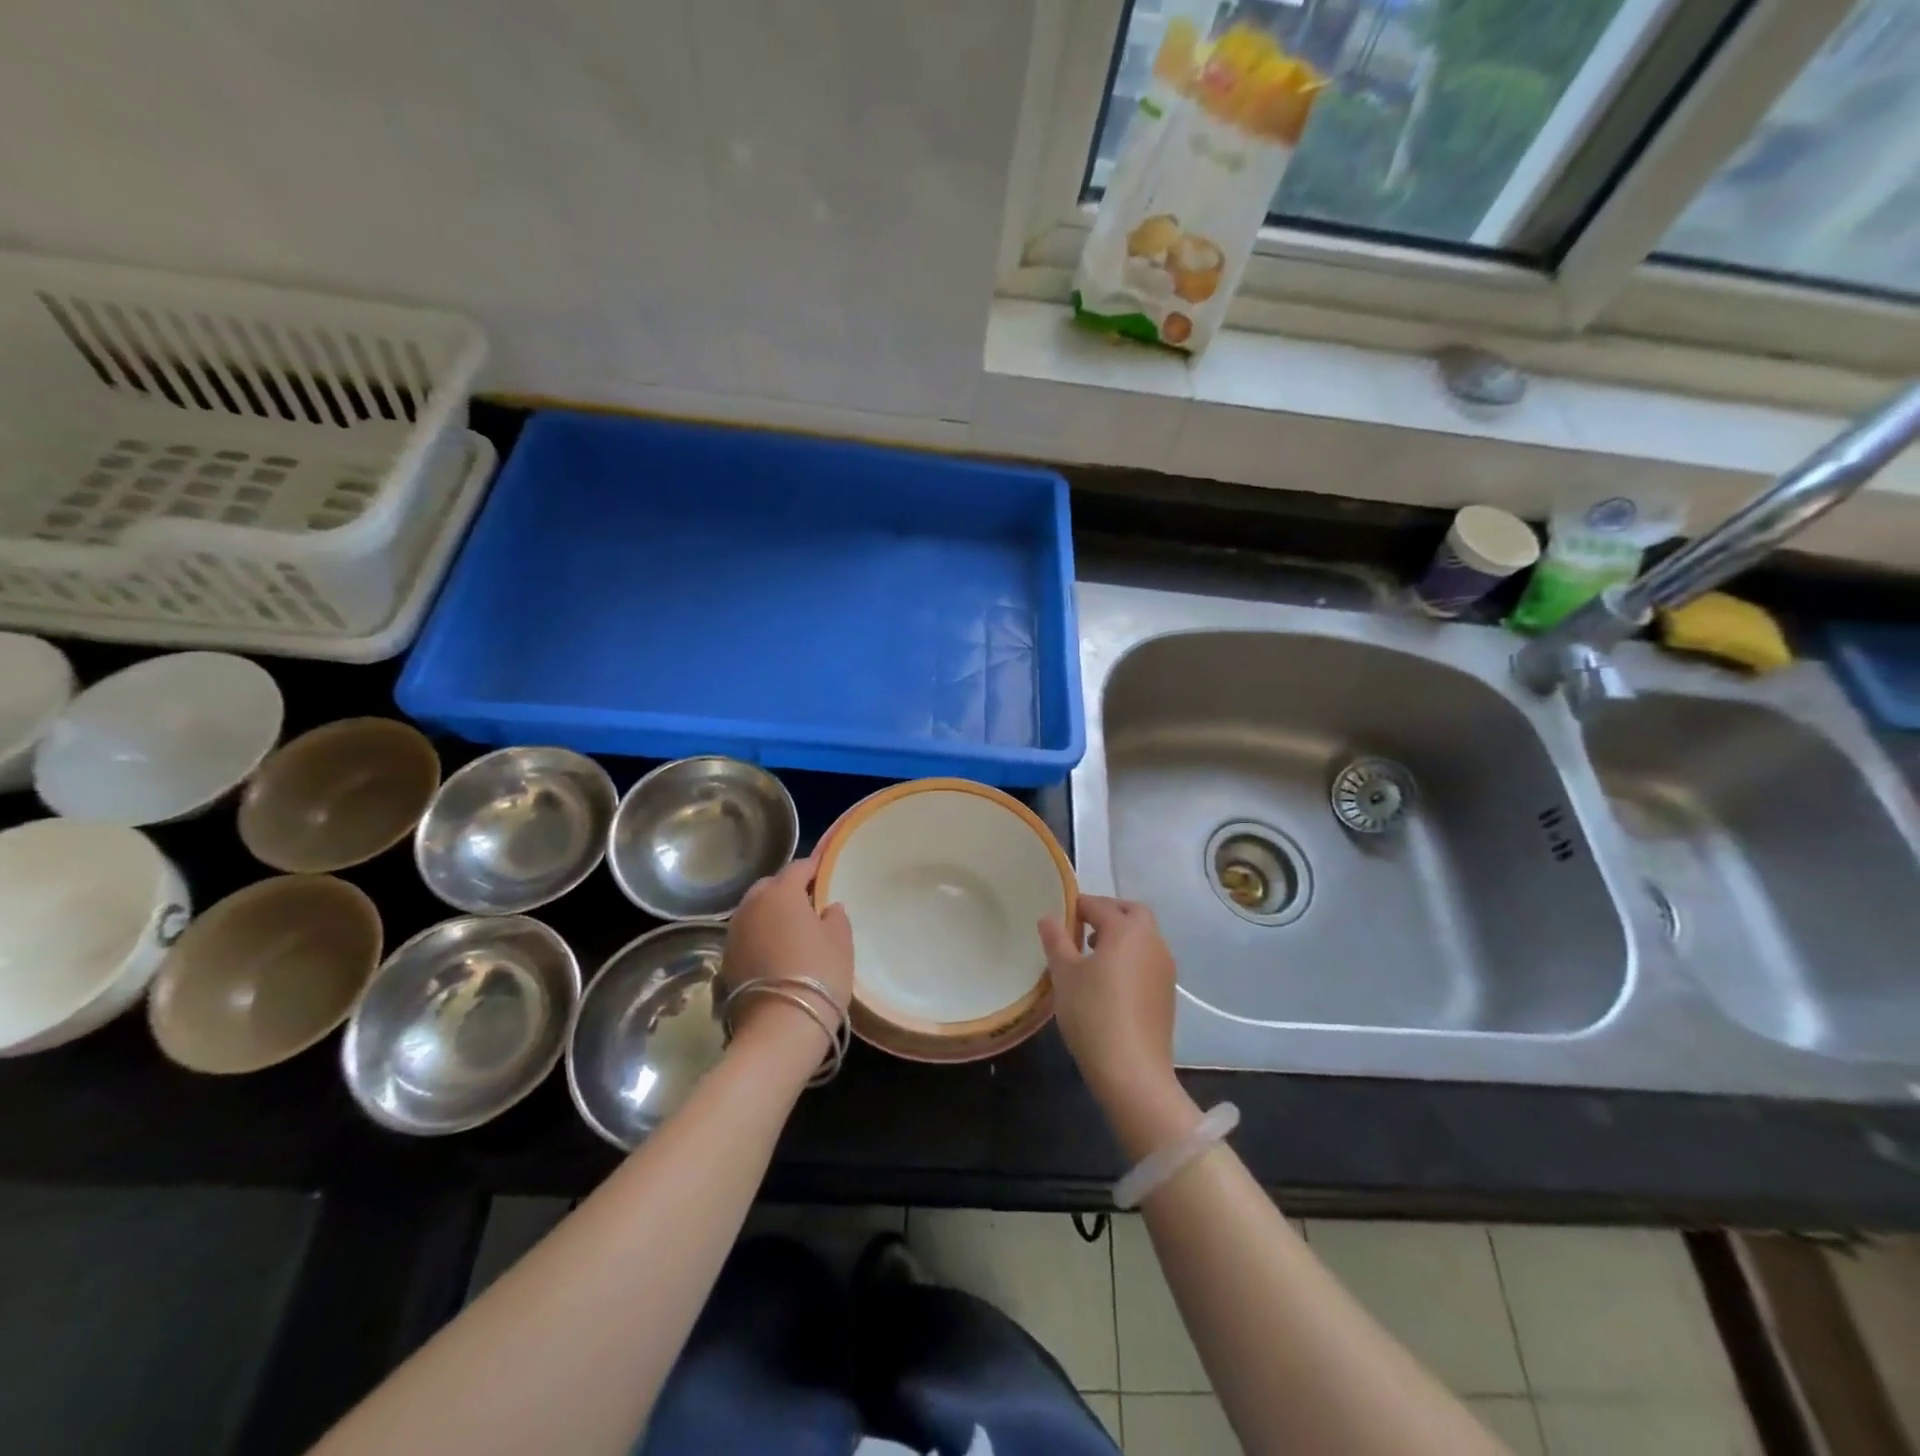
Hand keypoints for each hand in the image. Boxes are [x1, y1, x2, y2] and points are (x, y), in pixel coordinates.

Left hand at [722, 859, 853, 1054]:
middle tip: (808, 902)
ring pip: (754, 910)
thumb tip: (827, 907)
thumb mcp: (841, 942)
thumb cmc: (819, 975)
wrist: (779, 1028)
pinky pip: (747, 935)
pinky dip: (760, 935)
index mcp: (781, 893)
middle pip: (770, 886)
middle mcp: (751, 905)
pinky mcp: (726, 960)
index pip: (798, 868)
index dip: (814, 867)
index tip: (825, 870)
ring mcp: (734, 933)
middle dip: (787, 888)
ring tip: (791, 928)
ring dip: (770, 913)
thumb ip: (836, 917)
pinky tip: (775, 951)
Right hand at [1039, 896, 1179, 1111]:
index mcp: (1126, 930)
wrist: (1133, 1070)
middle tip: (1082, 927)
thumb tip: (1049, 918)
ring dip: (1122, 935)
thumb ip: (1056, 941)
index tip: (1059, 917)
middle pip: (1132, 912)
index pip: (1099, 905)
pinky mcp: (1168, 992)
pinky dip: (1131, 956)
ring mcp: (1165, 968)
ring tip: (1093, 955)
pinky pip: (1148, 959)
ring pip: (1144, 936)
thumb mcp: (1064, 975)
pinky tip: (1111, 981)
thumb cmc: (1092, 1014)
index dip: (1077, 906)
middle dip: (1108, 912)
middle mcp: (1152, 941)